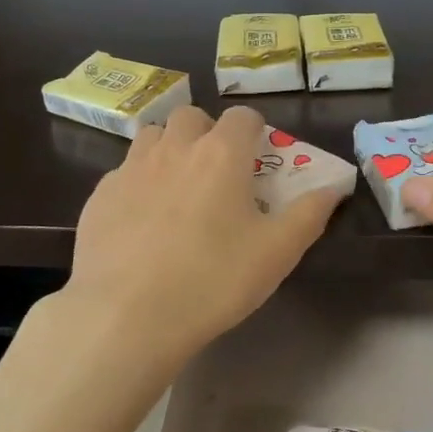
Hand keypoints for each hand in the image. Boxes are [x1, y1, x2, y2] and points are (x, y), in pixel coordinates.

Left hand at [65, 104, 341, 369]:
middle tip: (216, 173)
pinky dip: (138, 183)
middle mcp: (173, 148)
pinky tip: (142, 221)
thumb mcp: (277, 253)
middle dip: (207, 133)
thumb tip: (334, 187)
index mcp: (220, 155)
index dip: (255, 131)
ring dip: (168, 149)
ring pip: (151, 136)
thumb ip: (309, 214)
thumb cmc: (212, 280)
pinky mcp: (99, 196)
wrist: (126, 315)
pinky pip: (123, 172)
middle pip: (191, 116)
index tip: (258, 158)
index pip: (242, 116)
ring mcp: (130, 169)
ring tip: (177, 189)